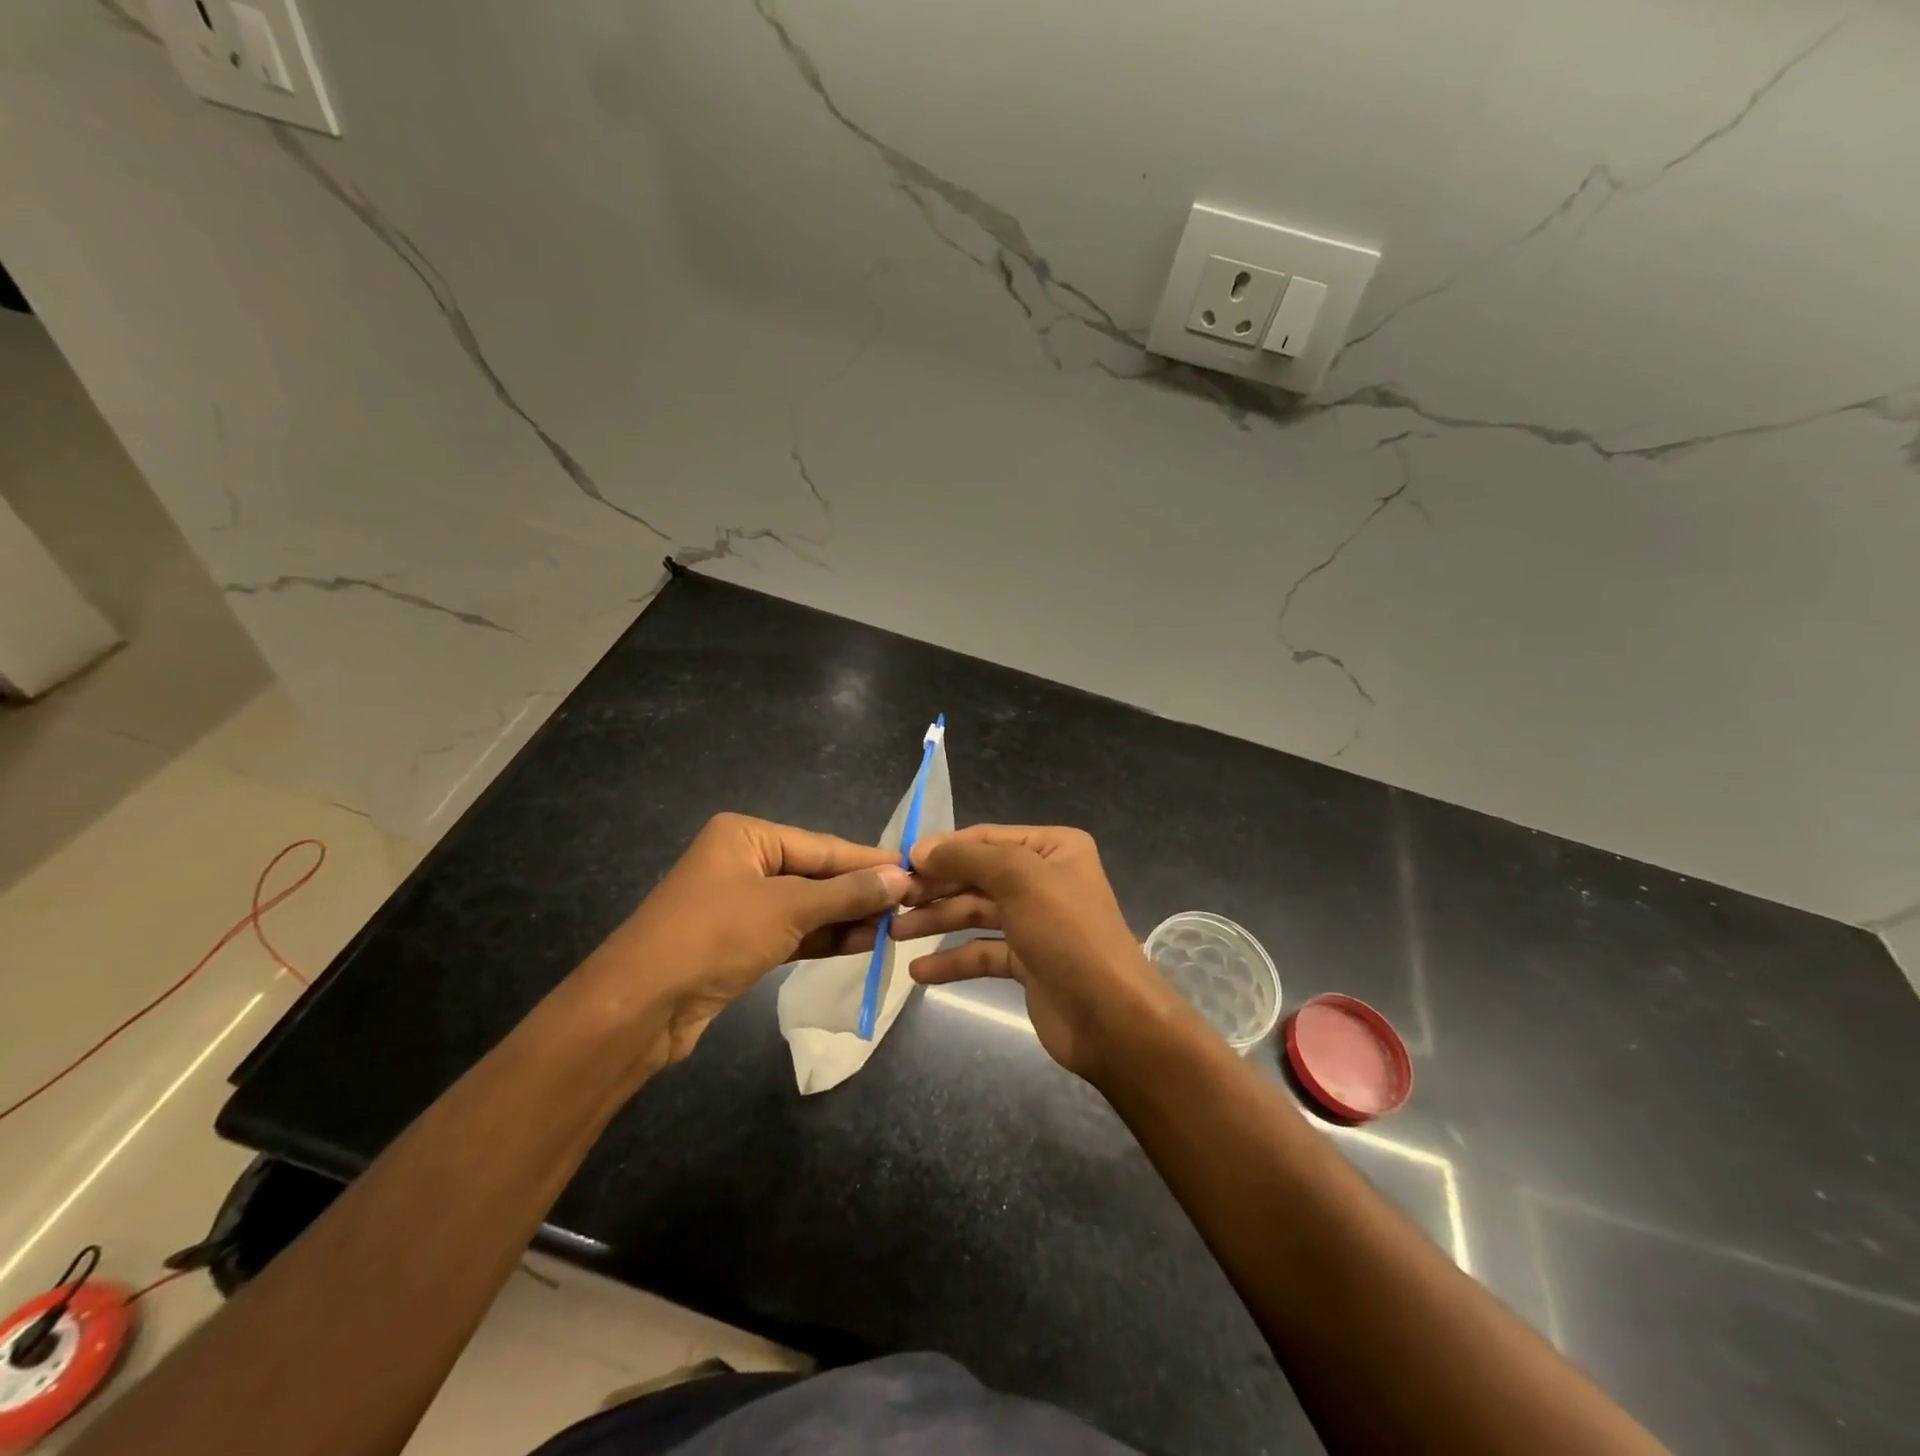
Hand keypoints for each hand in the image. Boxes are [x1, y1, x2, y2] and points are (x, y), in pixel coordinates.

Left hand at [572, 813, 909, 1066]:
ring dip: (848, 917)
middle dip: (860, 892)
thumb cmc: (714, 936)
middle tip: (912, 904)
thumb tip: (900, 877)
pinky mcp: (741, 942)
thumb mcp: (787, 908)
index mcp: (746, 836)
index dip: (869, 861)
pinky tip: (863, 943)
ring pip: (808, 906)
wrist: (640, 1007)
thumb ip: (846, 892)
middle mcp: (744, 862)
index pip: (822, 846)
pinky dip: (825, 937)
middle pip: (816, 874)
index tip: (915, 872)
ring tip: (895, 927)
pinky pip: (794, 932)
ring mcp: (742, 904)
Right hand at [891, 825, 1186, 1084]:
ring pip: (976, 913)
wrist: (1110, 1017)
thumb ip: (968, 858)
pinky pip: (982, 952)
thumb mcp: (1020, 878)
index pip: (986, 838)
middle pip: (978, 875)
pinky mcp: (1028, 961)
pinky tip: (920, 971)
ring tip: (894, 933)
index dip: (943, 849)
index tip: (899, 863)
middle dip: (936, 887)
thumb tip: (921, 849)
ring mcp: (1036, 922)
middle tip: (893, 901)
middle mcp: (1045, 879)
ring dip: (937, 921)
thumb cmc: (1067, 933)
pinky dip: (953, 960)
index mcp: (1053, 848)